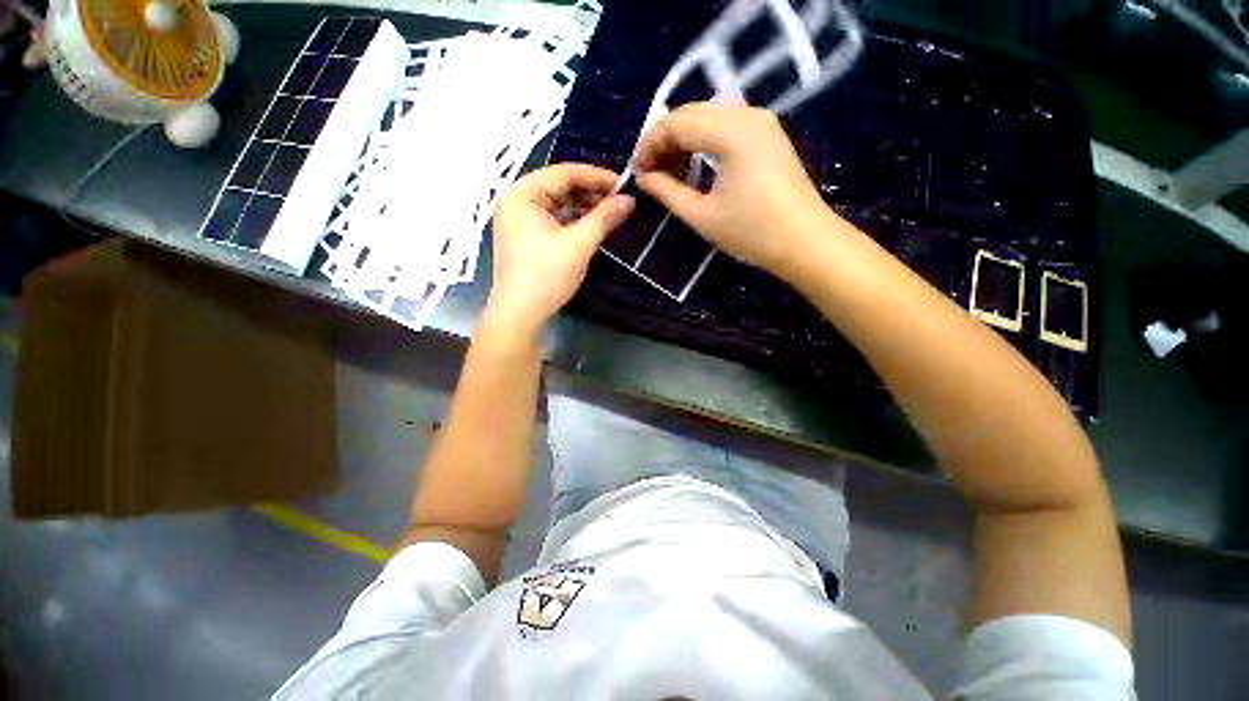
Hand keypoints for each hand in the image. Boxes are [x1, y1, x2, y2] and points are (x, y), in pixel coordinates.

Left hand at [485, 164, 633, 336]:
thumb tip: (629, 200)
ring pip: (556, 204)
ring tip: (609, 214)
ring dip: (583, 208)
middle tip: (618, 201)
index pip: (564, 173)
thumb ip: (604, 218)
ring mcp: (518, 220)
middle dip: (590, 193)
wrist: (519, 314)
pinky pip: (551, 220)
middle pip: (559, 187)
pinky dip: (572, 221)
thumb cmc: (547, 275)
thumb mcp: (579, 244)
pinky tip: (591, 226)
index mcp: (522, 194)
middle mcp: (516, 201)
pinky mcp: (524, 237)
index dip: (596, 176)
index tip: (623, 183)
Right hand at [633, 103, 833, 280]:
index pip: (676, 123)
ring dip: (683, 140)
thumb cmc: (752, 233)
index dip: (650, 144)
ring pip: (707, 116)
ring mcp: (761, 121)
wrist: (805, 242)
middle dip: (664, 140)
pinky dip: (703, 141)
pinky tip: (695, 165)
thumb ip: (667, 192)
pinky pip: (725, 125)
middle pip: (691, 113)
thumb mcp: (702, 216)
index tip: (636, 172)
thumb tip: (643, 178)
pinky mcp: (767, 134)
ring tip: (669, 172)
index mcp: (731, 132)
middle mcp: (746, 114)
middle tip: (649, 172)